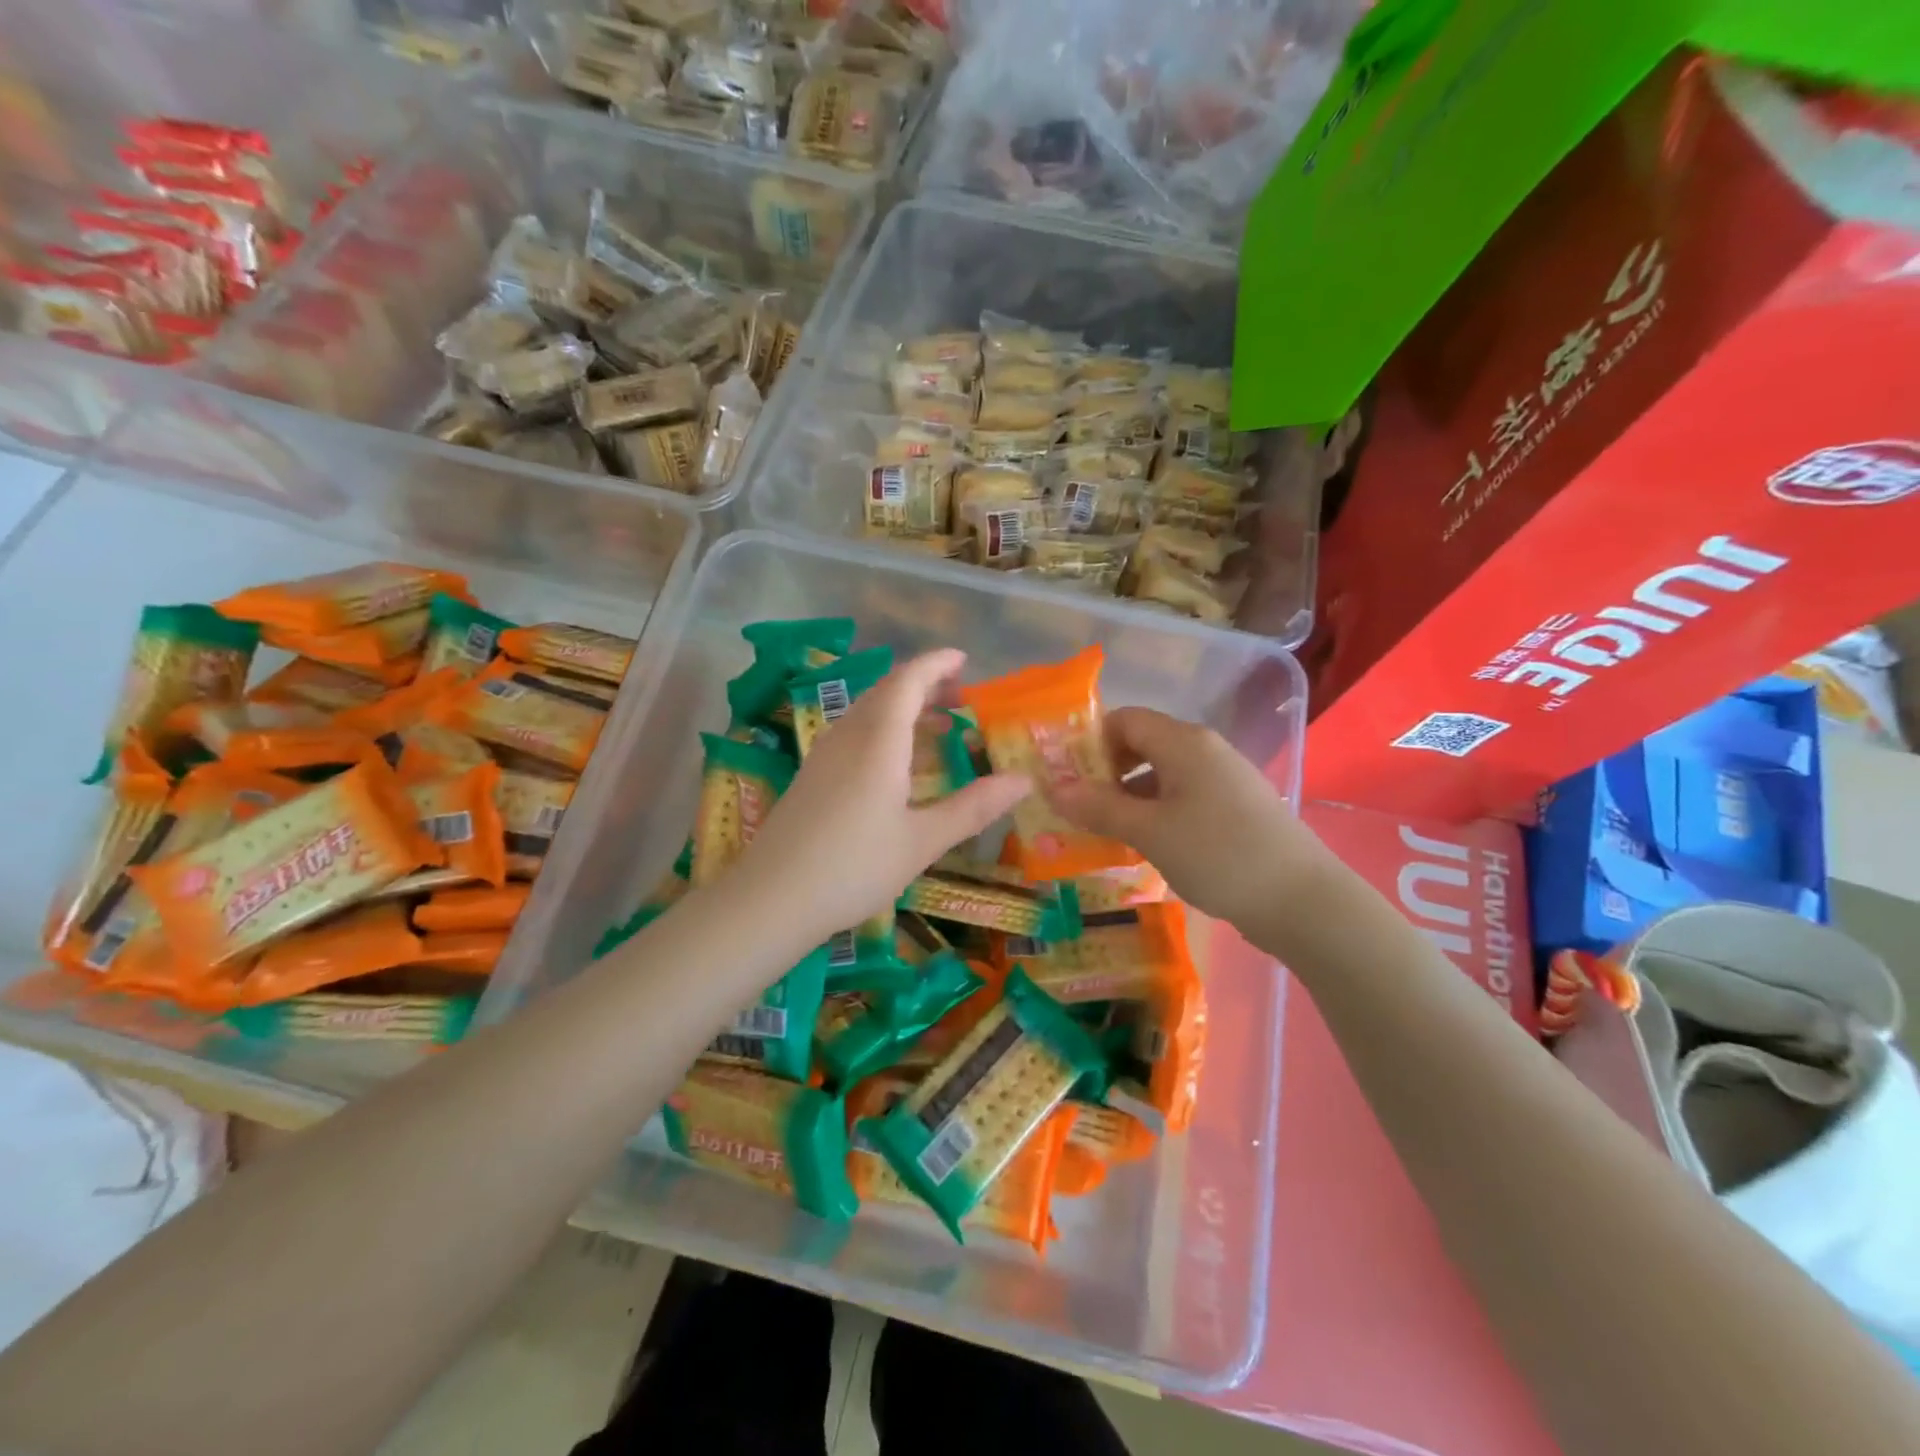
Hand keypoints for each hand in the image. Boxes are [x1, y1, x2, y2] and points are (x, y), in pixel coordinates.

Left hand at [733, 649, 1031, 940]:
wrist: (771, 899)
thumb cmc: (854, 866)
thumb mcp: (922, 841)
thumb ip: (973, 807)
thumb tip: (1023, 780)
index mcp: (878, 740)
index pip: (908, 681)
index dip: (937, 664)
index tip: (964, 659)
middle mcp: (848, 736)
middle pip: (886, 692)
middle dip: (924, 685)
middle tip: (961, 697)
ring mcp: (824, 755)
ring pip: (868, 713)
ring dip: (904, 709)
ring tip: (938, 727)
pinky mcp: (812, 777)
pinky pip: (854, 735)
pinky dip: (885, 732)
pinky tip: (897, 765)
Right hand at [1044, 707, 1319, 930]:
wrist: (1302, 900)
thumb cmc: (1218, 854)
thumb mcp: (1149, 831)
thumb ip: (1098, 807)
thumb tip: (1052, 787)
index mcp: (1184, 742)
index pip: (1125, 720)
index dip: (1090, 742)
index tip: (1065, 777)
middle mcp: (1204, 750)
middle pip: (1142, 745)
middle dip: (1105, 772)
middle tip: (1077, 807)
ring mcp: (1222, 779)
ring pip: (1160, 775)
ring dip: (1128, 797)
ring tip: (1102, 831)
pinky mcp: (1233, 808)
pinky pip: (1181, 797)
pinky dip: (1155, 813)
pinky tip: (1144, 844)